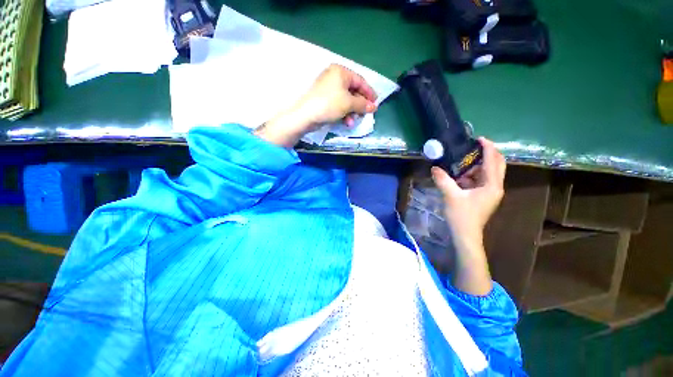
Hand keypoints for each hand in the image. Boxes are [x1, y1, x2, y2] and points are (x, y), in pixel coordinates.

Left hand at [254, 64, 377, 147]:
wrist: (305, 115)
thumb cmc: (329, 104)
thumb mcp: (349, 103)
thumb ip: (363, 104)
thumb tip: (374, 107)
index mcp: (341, 72)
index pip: (360, 81)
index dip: (369, 93)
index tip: (376, 103)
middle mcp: (334, 77)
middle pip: (353, 91)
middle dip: (360, 105)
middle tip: (366, 114)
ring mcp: (328, 88)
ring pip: (346, 99)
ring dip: (352, 111)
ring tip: (353, 121)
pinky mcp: (324, 99)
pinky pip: (338, 104)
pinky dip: (344, 113)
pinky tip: (346, 122)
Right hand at [432, 137, 505, 248]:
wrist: (465, 235)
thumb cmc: (461, 216)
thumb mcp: (450, 195)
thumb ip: (443, 180)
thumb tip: (434, 168)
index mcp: (492, 185)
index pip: (493, 161)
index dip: (488, 148)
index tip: (479, 138)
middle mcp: (495, 187)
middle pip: (496, 165)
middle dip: (487, 154)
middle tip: (472, 147)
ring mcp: (490, 192)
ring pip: (488, 172)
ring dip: (477, 165)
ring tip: (462, 160)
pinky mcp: (484, 196)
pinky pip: (480, 180)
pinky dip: (472, 175)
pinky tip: (459, 175)